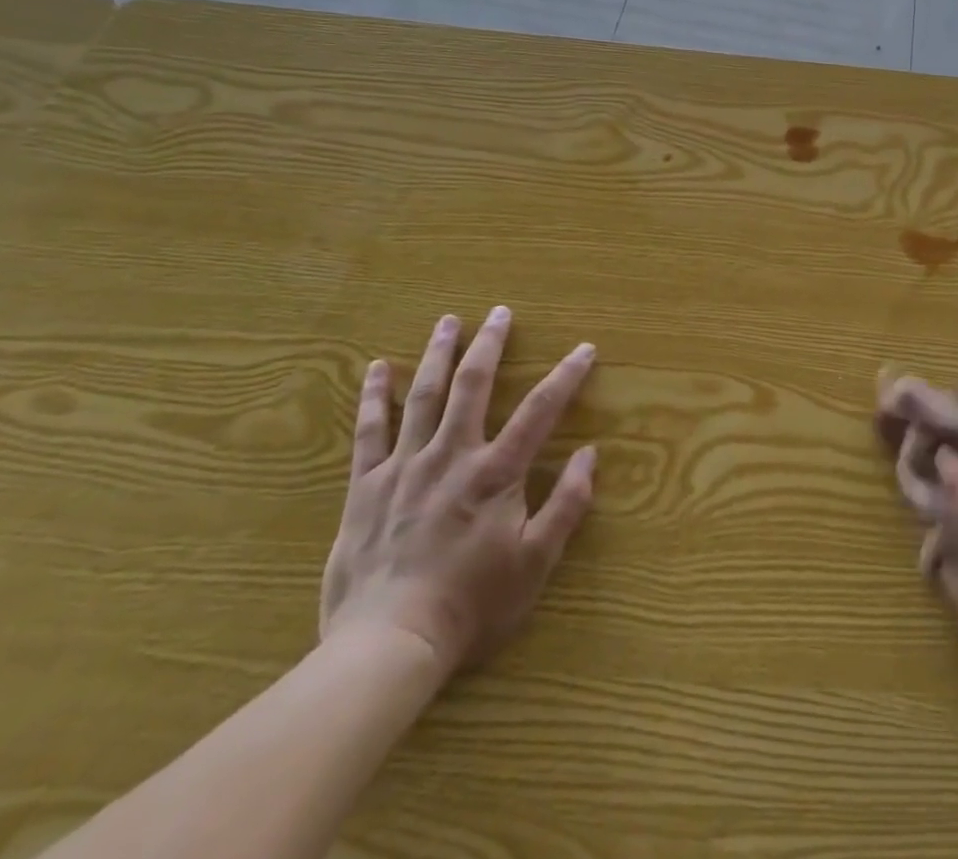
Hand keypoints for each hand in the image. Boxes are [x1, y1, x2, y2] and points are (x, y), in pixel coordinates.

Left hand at [320, 308, 597, 679]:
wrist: (388, 645)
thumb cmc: (471, 605)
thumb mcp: (535, 562)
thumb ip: (567, 505)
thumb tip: (590, 454)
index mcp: (496, 473)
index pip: (540, 411)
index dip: (566, 376)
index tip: (584, 349)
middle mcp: (452, 456)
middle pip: (474, 386)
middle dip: (490, 345)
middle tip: (499, 312)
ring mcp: (405, 467)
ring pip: (424, 396)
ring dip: (438, 354)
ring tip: (448, 321)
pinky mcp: (367, 486)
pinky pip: (369, 432)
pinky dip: (375, 396)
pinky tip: (379, 368)